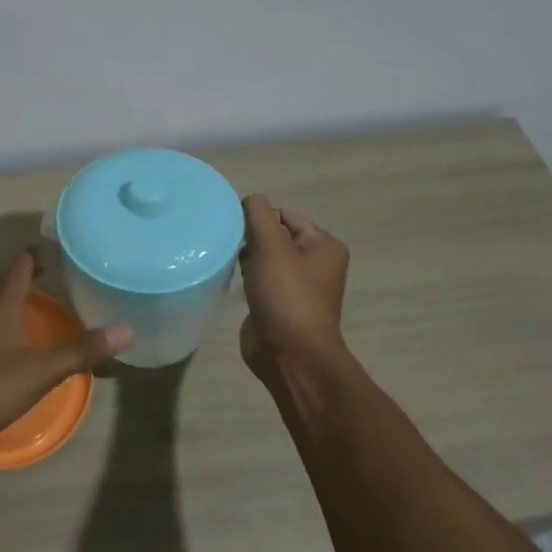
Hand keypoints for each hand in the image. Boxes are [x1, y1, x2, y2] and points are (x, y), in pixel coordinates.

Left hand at [0, 252, 132, 449]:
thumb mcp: (42, 369)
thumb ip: (82, 350)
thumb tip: (126, 329)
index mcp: (2, 303)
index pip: (22, 263)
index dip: (42, 251)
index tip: (65, 246)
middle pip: (12, 280)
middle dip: (36, 271)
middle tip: (67, 269)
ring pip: (3, 302)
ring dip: (24, 295)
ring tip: (52, 296)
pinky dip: (16, 318)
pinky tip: (28, 334)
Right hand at [238, 194, 351, 382]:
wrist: (290, 353)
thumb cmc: (286, 295)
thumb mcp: (271, 246)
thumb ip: (258, 215)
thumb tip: (251, 198)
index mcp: (324, 245)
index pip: (285, 216)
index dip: (258, 219)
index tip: (234, 229)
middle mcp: (316, 263)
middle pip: (275, 236)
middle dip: (250, 238)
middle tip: (229, 246)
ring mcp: (298, 286)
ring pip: (265, 259)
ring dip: (246, 258)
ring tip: (227, 262)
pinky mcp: (280, 304)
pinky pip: (260, 280)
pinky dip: (246, 278)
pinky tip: (232, 282)